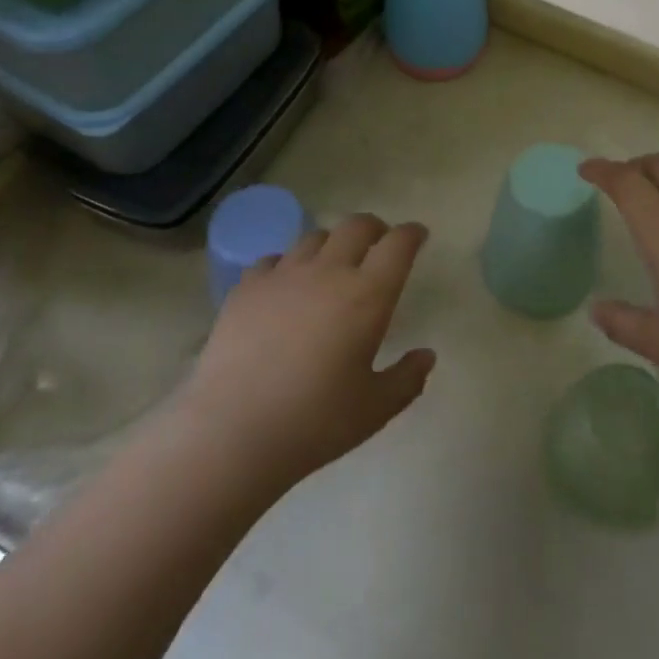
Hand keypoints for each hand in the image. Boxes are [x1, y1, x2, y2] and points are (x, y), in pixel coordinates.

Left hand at [179, 214, 435, 495]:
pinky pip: (273, 259)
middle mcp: (328, 272)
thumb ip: (408, 378)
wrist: (232, 432)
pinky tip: (285, 288)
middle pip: (357, 226)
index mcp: (368, 295)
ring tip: (331, 265)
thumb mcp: (375, 409)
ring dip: (332, 244)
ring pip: (315, 237)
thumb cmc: (315, 422)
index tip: (417, 236)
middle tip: (379, 244)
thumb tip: (426, 355)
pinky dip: (288, 265)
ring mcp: (283, 275)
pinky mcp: (246, 287)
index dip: (412, 234)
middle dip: (374, 228)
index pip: (398, 244)